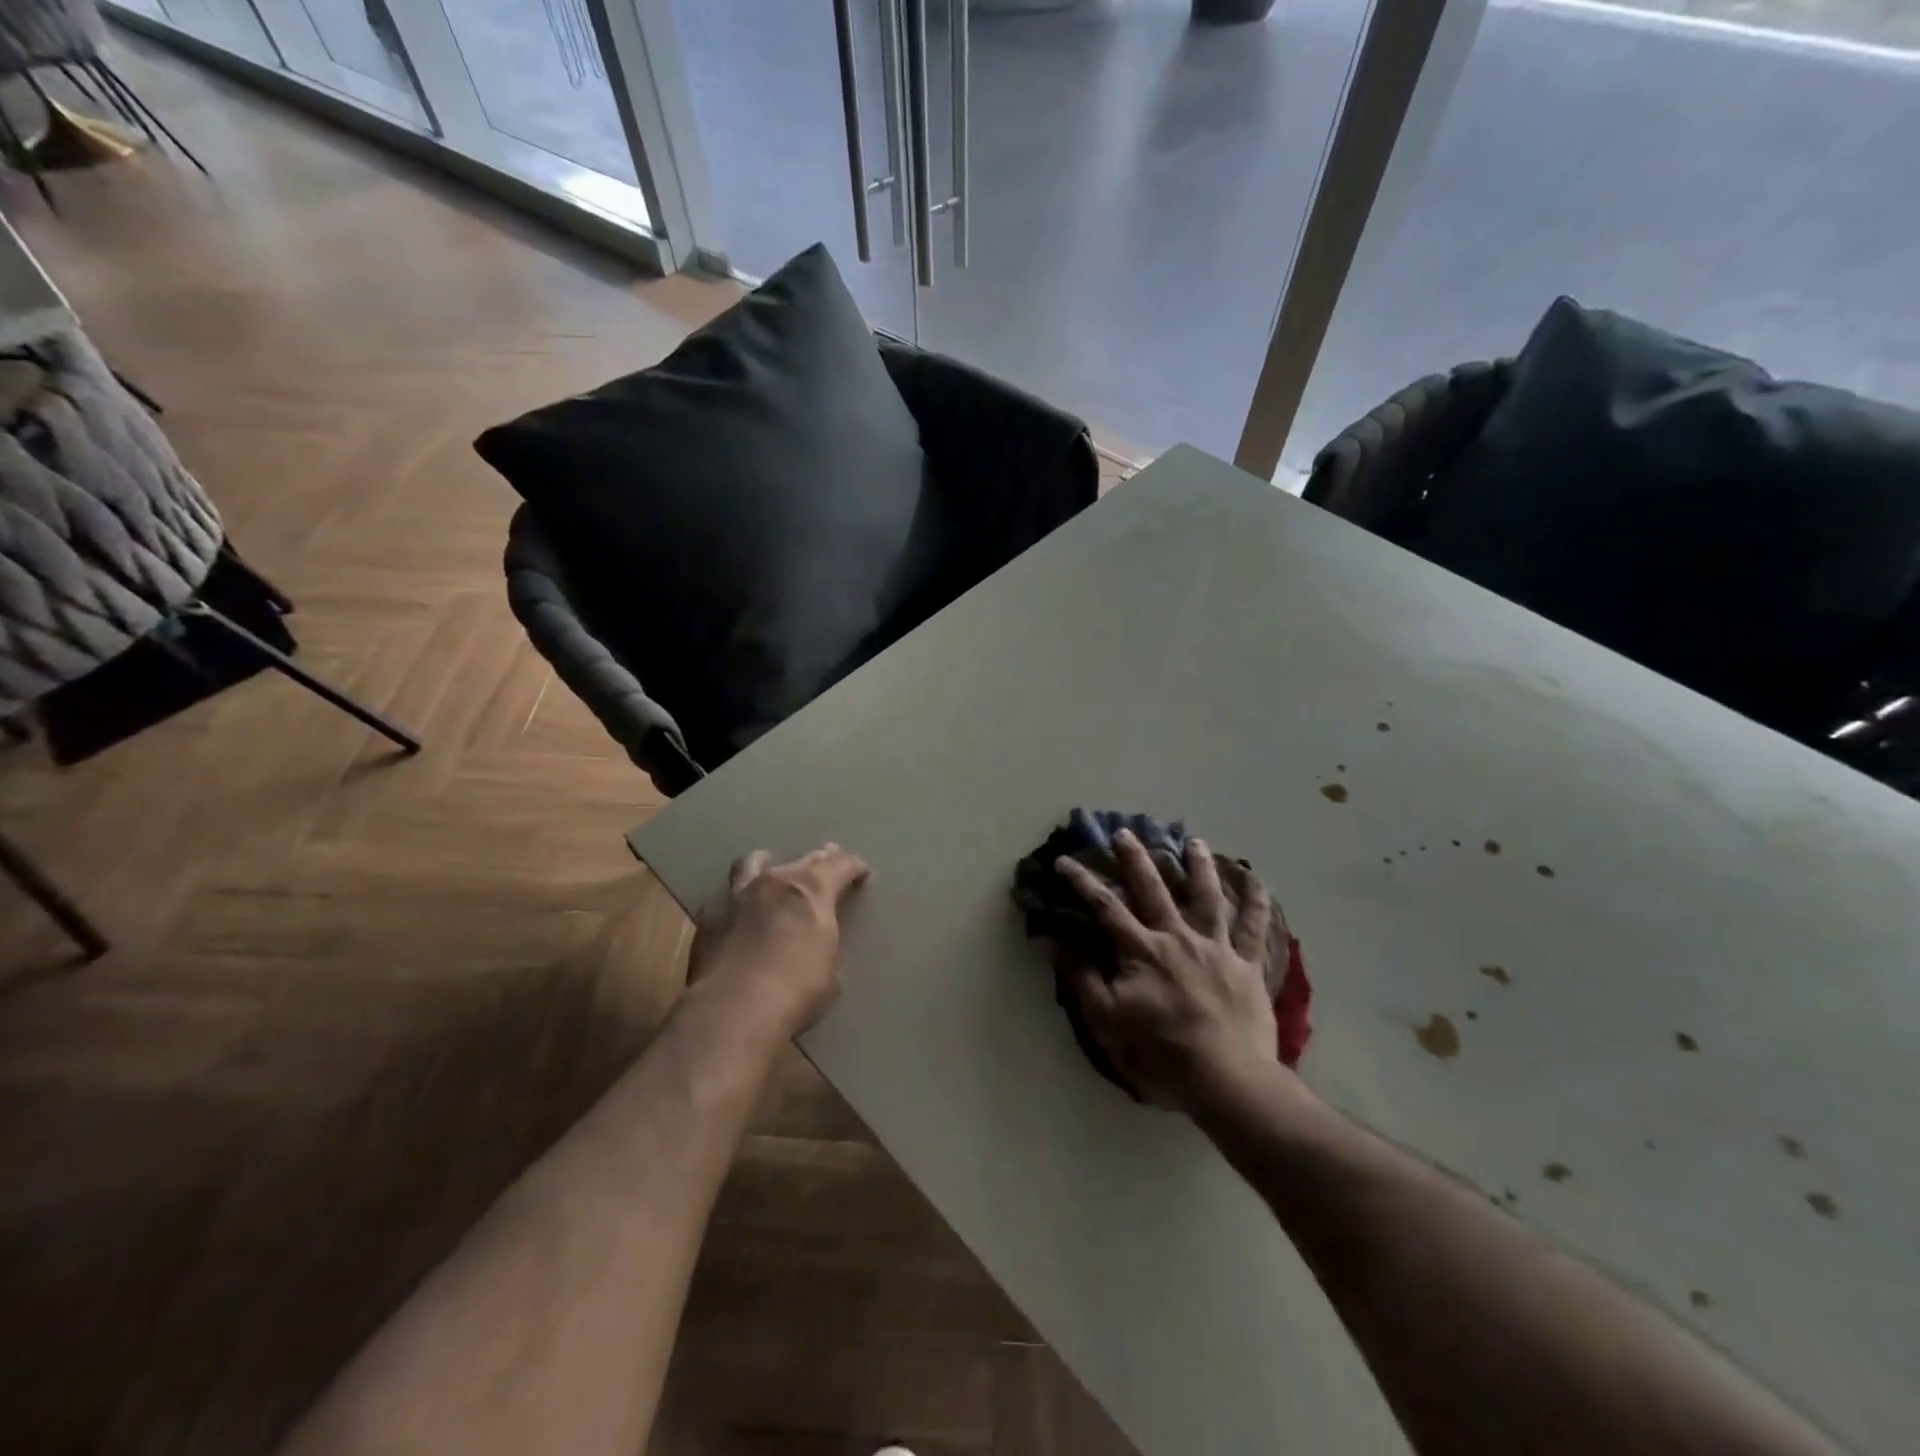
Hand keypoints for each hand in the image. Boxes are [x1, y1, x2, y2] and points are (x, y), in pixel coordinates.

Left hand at [688, 844, 870, 1035]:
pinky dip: (738, 900)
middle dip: (817, 860)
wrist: (736, 1008)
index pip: (840, 866)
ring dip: (768, 866)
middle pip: (802, 860)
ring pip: (755, 863)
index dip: (853, 867)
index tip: (861, 871)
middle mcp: (776, 882)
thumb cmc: (798, 990)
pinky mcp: (710, 917)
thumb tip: (814, 946)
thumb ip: (823, 944)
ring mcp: (738, 895)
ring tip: (771, 870)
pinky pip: (727, 896)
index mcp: (813, 891)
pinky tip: (738, 912)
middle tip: (825, 859)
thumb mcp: (829, 970)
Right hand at [1056, 830, 1288, 1113]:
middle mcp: (1178, 938)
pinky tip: (1256, 878)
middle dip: (1136, 859)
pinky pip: (1253, 927)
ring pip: (1207, 896)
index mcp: (1142, 951)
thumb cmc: (1162, 1055)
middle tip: (1125, 832)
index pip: (1105, 908)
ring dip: (1198, 866)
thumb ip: (1082, 979)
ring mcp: (1216, 948)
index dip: (1082, 882)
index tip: (1063, 860)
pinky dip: (1255, 901)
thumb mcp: (1107, 1022)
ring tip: (1194, 841)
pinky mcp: (1246, 964)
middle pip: (1154, 889)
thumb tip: (1057, 942)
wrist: (1229, 1082)